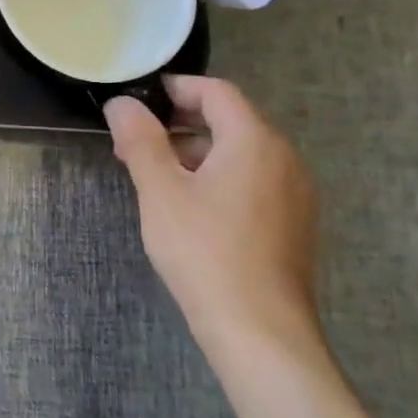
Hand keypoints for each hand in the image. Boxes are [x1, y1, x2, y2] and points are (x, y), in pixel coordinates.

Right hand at [105, 77, 319, 357]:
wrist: (259, 330)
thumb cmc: (204, 250)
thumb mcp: (160, 191)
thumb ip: (141, 140)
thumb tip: (123, 103)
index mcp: (255, 141)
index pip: (217, 92)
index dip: (177, 88)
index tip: (139, 100)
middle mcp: (284, 158)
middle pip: (231, 121)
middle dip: (180, 123)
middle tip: (134, 142)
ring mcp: (294, 193)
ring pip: (240, 153)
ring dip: (196, 152)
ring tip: (153, 176)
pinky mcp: (293, 223)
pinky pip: (253, 181)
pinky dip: (218, 177)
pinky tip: (188, 206)